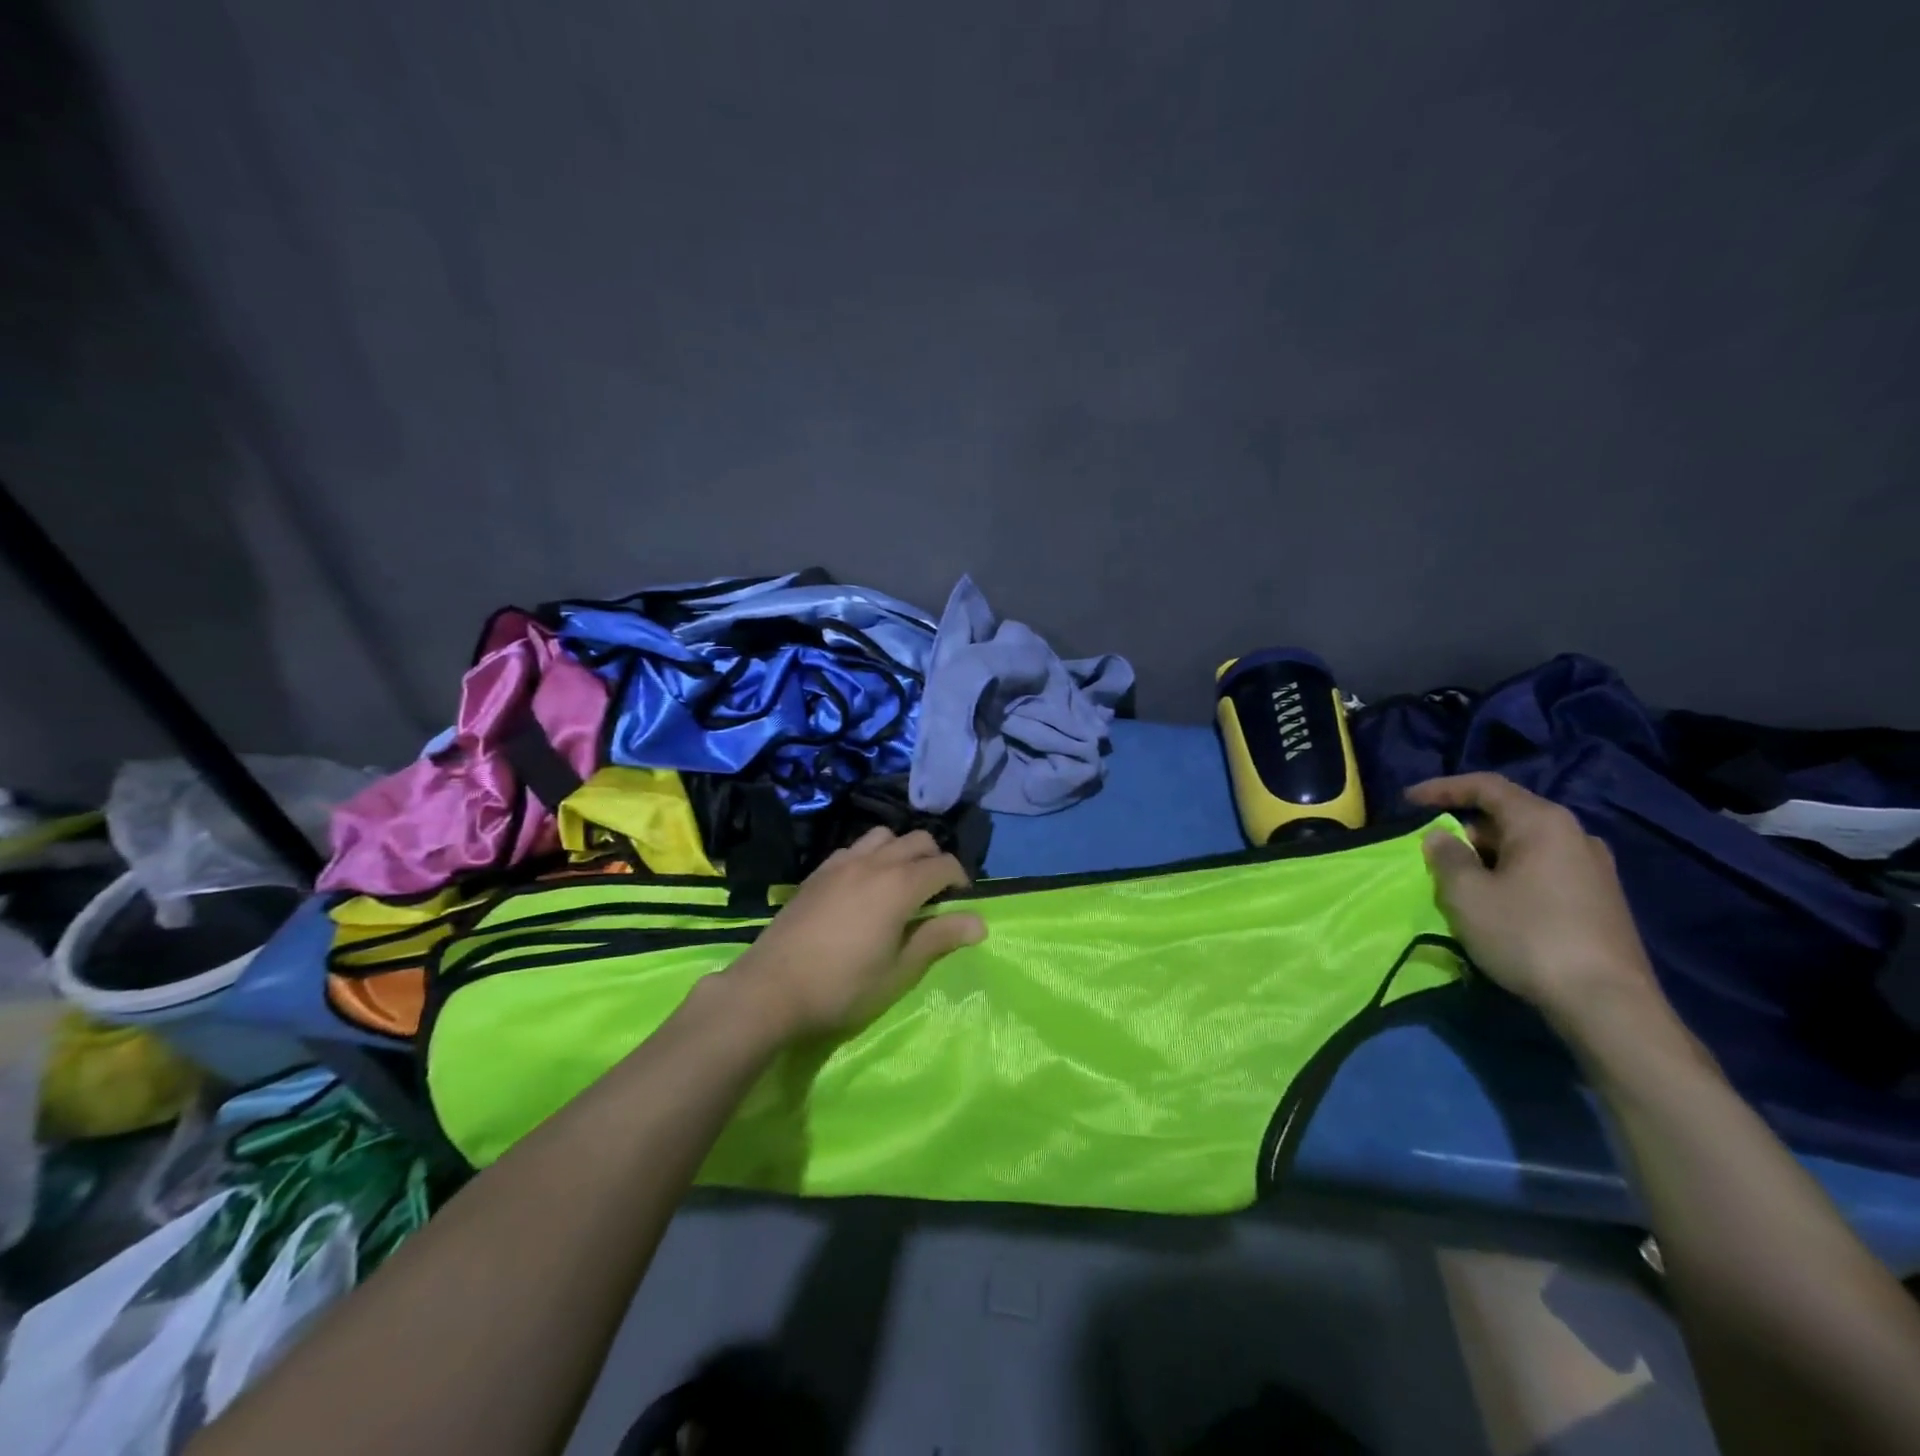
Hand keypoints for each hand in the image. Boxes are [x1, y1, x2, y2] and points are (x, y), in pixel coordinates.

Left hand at [723, 828, 985, 1039]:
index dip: (960, 879)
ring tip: (900, 882)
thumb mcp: (899, 971)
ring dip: (901, 851)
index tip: (961, 902)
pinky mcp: (818, 871)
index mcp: (900, 885)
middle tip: (935, 893)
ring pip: (884, 836)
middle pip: (918, 840)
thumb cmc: (843, 986)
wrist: (771, 988)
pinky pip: (854, 848)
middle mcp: (874, 862)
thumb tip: (979, 922)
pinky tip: (863, 886)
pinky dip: (870, 856)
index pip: (944, 865)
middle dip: (935, 859)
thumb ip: (938, 939)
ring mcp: (842, 862)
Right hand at [1406, 773, 1659, 1032]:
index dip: (1442, 789)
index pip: (1485, 786)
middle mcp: (1574, 835)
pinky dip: (1511, 875)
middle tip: (1430, 852)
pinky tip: (1496, 903)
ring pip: (1525, 847)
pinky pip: (1543, 870)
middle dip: (1464, 829)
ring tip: (1458, 880)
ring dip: (1487, 856)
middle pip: (1507, 817)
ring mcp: (1593, 868)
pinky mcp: (1600, 899)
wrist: (1607, 1003)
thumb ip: (1446, 857)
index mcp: (1542, 823)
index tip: (1407, 801)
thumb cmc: (1527, 935)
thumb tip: (1440, 836)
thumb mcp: (1467, 894)